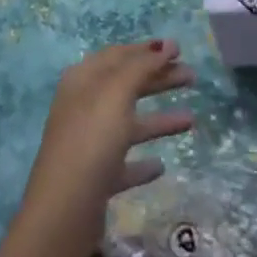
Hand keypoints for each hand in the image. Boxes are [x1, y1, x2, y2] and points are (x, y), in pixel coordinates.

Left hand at [20, 41, 194, 241]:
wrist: (65, 211)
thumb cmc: (91, 139)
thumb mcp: (116, 93)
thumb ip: (142, 67)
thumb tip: (166, 45)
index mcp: (84, 80)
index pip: (119, 55)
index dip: (147, 50)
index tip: (177, 49)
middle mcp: (85, 106)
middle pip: (127, 86)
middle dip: (159, 79)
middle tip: (192, 76)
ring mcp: (90, 143)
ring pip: (130, 124)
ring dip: (159, 120)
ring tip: (192, 119)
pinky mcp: (97, 178)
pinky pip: (125, 163)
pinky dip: (143, 162)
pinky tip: (161, 165)